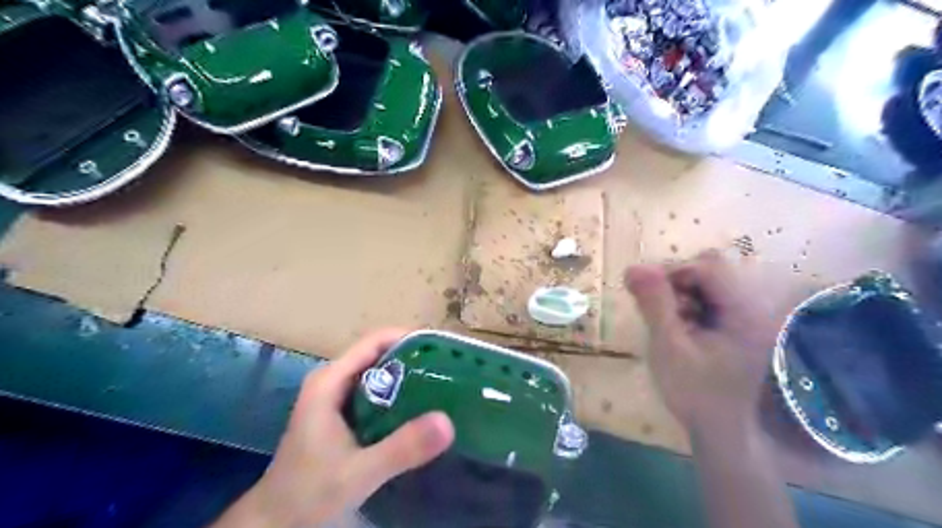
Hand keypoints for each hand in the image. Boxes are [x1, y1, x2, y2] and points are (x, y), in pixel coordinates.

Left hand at [217, 328, 459, 525]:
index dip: (409, 338)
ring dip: (408, 377)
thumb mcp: (359, 472)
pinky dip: (398, 395)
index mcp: (330, 381)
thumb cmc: (308, 493)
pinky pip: (375, 393)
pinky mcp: (340, 414)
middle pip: (379, 355)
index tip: (442, 349)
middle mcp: (332, 380)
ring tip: (442, 385)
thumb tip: (448, 421)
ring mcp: (335, 397)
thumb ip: (402, 448)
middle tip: (450, 370)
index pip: (375, 341)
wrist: (274, 523)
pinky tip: (419, 410)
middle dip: (414, 358)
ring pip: (377, 374)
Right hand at [629, 252, 784, 431]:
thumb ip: (654, 304)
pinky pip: (708, 298)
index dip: (672, 273)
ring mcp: (746, 316)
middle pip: (710, 269)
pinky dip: (687, 305)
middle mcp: (751, 307)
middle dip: (676, 282)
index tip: (646, 294)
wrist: (718, 430)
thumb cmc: (693, 391)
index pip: (707, 267)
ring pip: (707, 282)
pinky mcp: (736, 325)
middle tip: (658, 310)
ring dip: (679, 293)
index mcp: (743, 311)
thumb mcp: (668, 346)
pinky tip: (678, 327)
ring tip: (667, 322)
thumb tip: (633, 267)